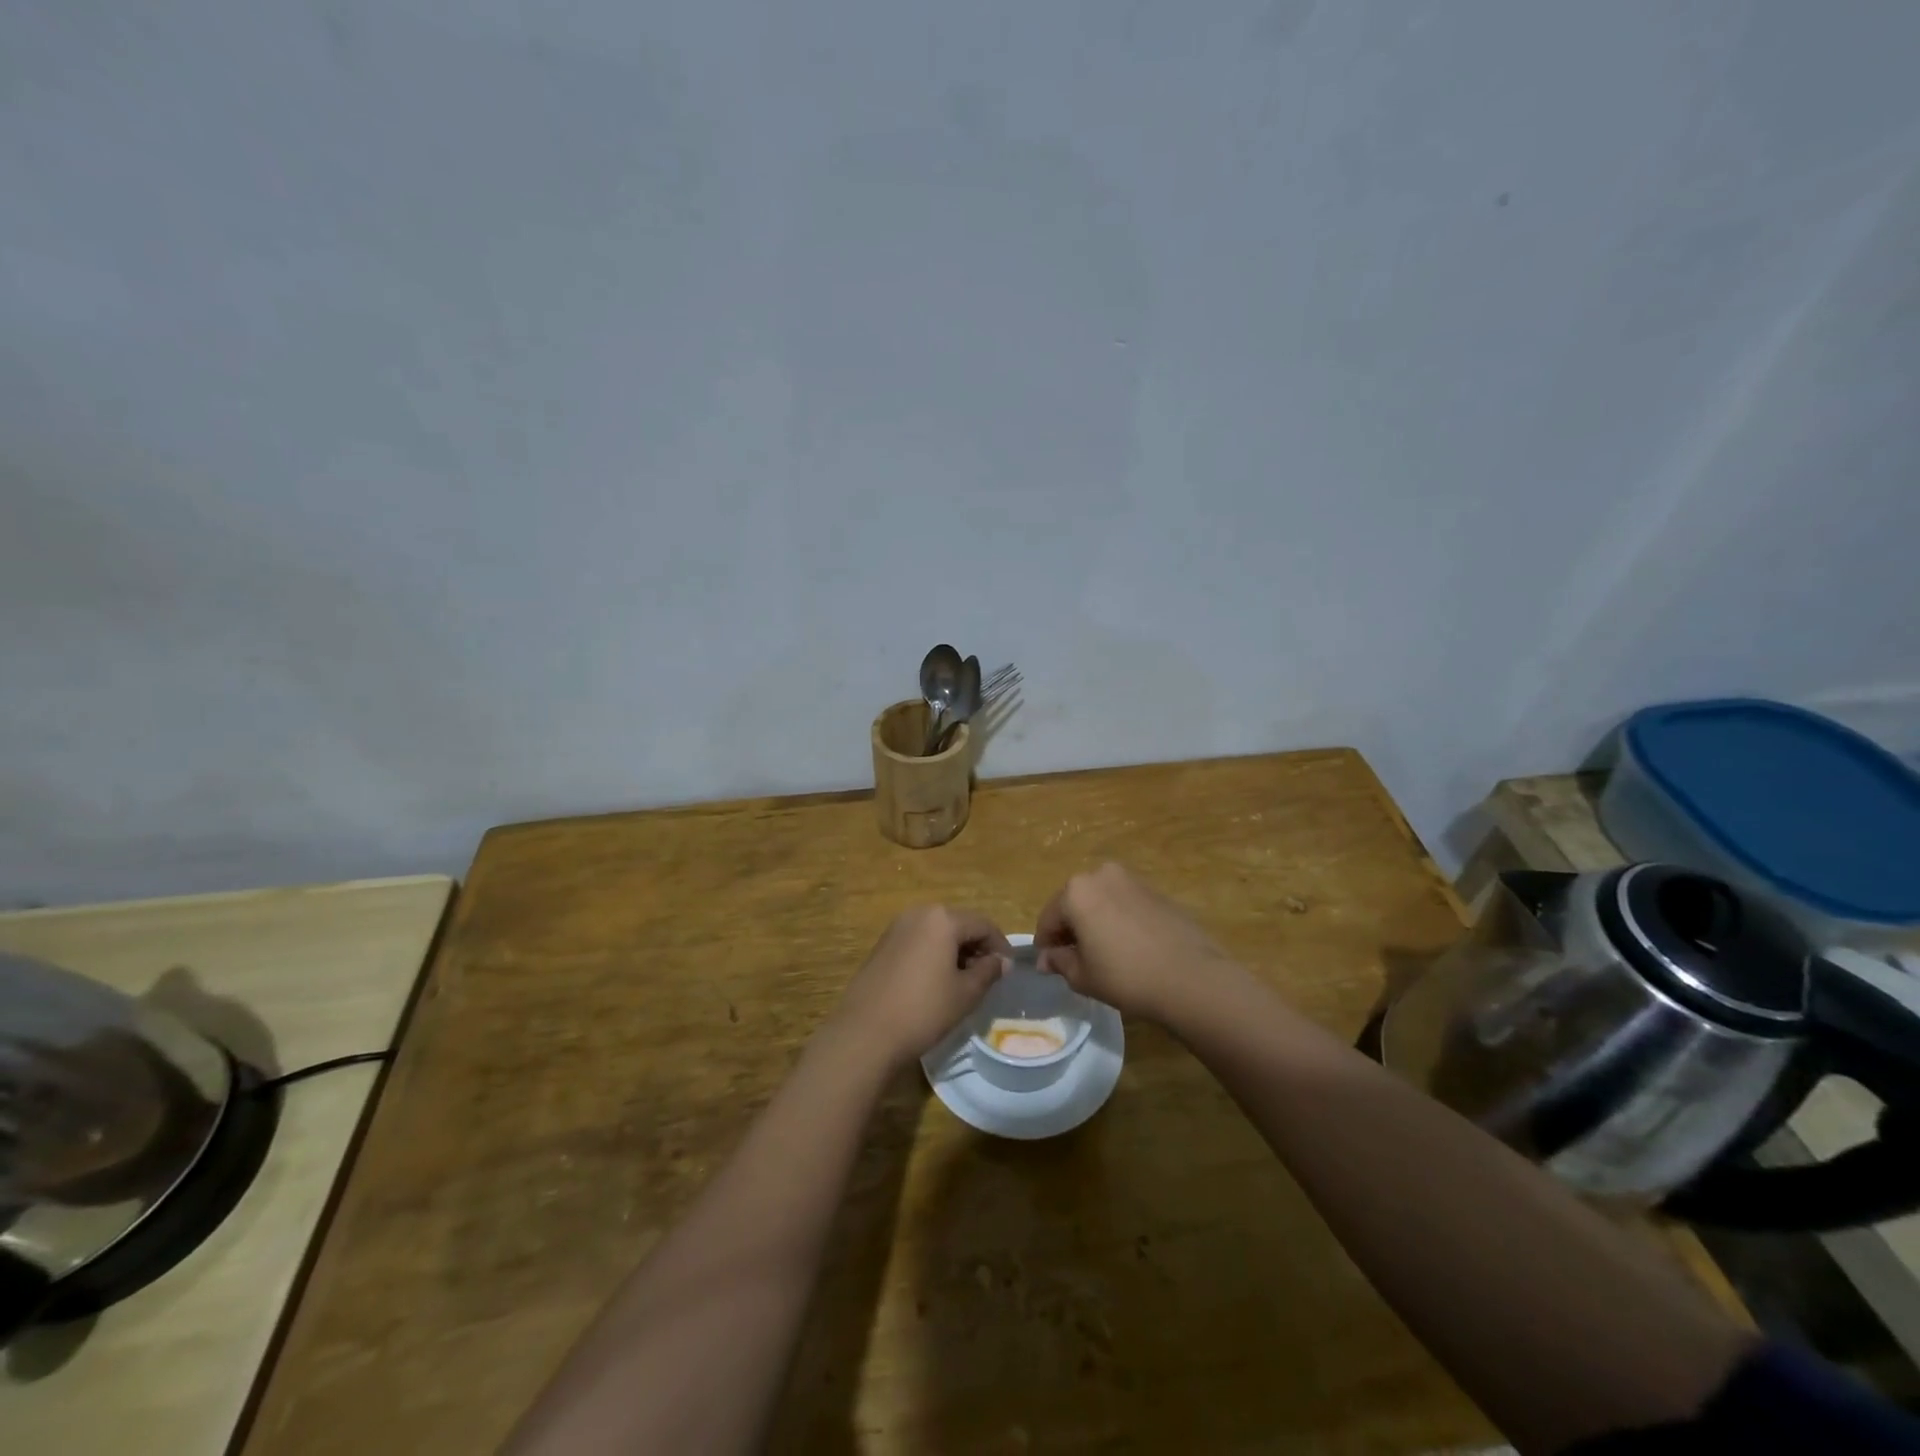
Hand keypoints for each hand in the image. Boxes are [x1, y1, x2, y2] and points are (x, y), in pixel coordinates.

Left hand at [827, 907, 1012, 1069]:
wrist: (865, 1033)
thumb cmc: (923, 1010)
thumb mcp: (965, 993)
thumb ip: (989, 971)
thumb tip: (1002, 961)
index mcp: (942, 919)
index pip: (983, 924)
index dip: (1000, 946)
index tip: (1008, 970)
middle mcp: (918, 914)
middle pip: (958, 924)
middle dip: (976, 947)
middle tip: (988, 976)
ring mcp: (896, 928)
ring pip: (937, 933)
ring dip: (955, 951)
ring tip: (963, 982)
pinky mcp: (882, 945)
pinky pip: (918, 942)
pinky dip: (933, 955)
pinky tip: (935, 983)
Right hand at [1036, 863, 1238, 1023]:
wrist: (1191, 977)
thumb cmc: (1126, 976)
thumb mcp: (1083, 976)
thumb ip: (1059, 962)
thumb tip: (1047, 959)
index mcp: (1076, 891)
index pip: (1048, 918)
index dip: (1046, 944)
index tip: (1050, 965)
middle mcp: (1101, 875)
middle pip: (1074, 903)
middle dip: (1071, 929)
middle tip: (1076, 960)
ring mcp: (1132, 880)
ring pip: (1101, 901)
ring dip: (1096, 922)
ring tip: (1105, 954)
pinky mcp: (1157, 891)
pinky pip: (1125, 904)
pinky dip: (1119, 920)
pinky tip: (1130, 947)